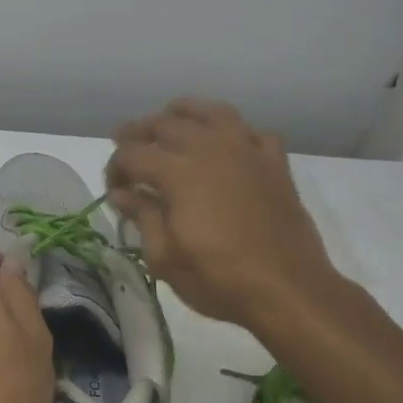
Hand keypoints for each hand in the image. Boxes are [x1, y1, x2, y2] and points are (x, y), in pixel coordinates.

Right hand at [106, 98, 348, 328]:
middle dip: (139, 132)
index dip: (114, 168)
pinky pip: (252, 133)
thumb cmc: (219, 279)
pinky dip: (235, 133)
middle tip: (127, 145)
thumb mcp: (164, 257)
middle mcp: (210, 149)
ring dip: (185, 113)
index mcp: (177, 172)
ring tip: (171, 120)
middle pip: (165, 124)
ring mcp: (247, 152)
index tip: (113, 189)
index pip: (132, 154)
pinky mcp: (275, 164)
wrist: (288, 290)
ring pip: (212, 113)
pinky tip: (227, 147)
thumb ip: (142, 217)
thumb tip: (121, 194)